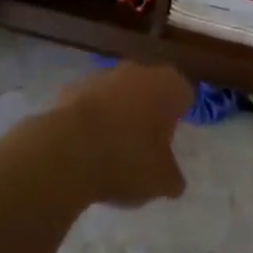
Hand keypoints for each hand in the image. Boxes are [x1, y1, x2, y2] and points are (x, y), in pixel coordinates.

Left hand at [54, 62, 192, 208]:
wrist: (68, 151)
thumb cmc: (128, 160)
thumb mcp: (161, 181)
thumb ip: (172, 176)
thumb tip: (172, 180)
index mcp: (167, 86)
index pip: (183, 94)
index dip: (179, 116)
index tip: (172, 138)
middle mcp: (137, 71)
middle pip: (149, 88)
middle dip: (147, 111)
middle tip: (145, 144)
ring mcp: (101, 76)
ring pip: (117, 93)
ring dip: (117, 113)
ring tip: (112, 149)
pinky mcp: (71, 88)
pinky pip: (89, 103)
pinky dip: (90, 118)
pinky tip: (85, 146)